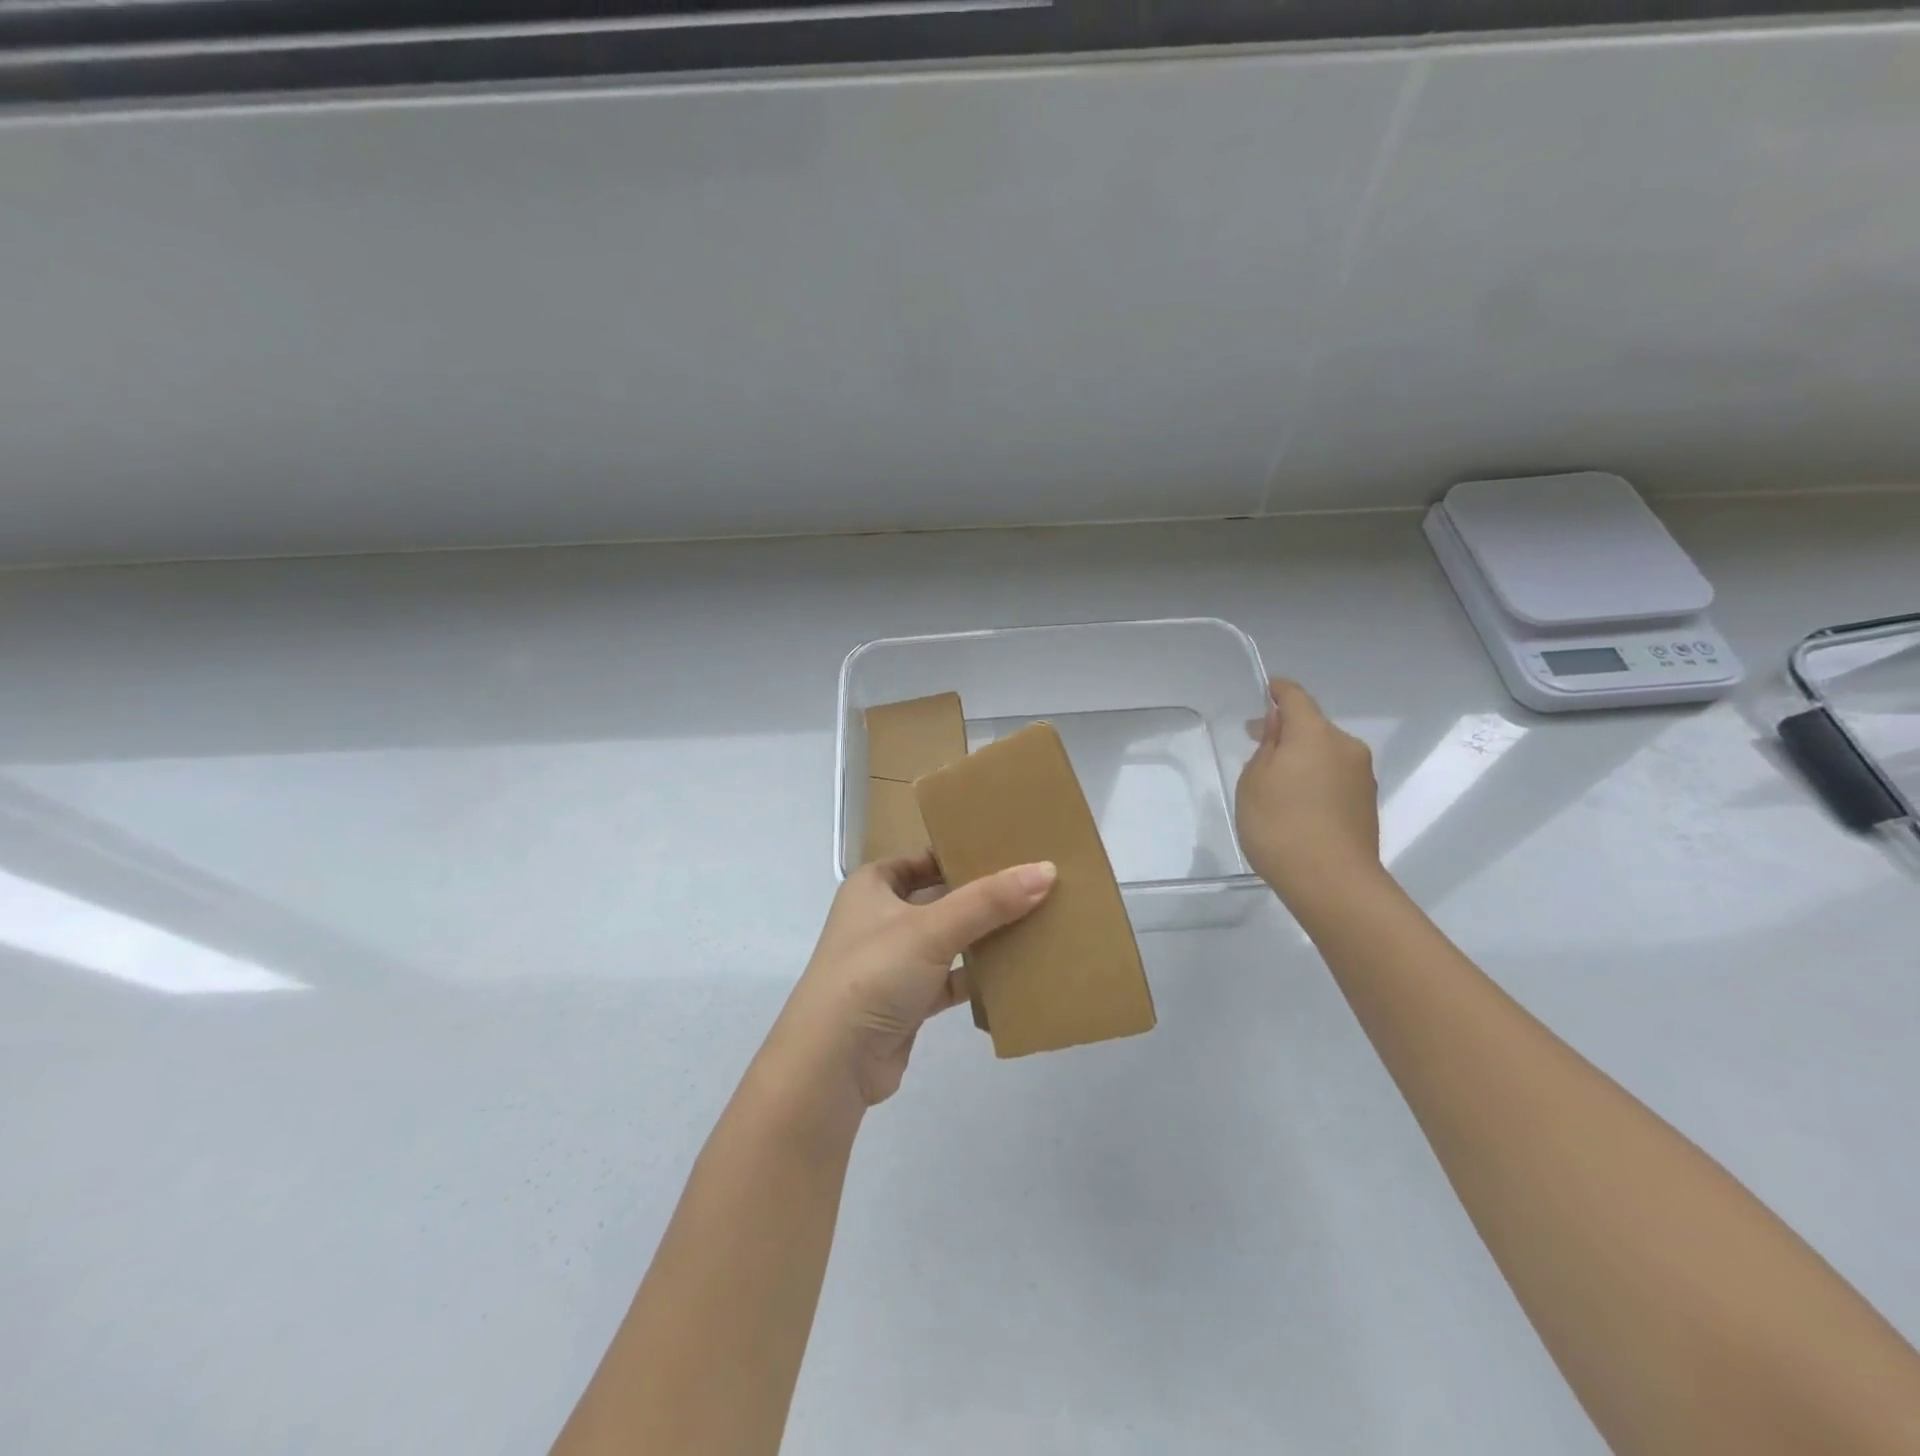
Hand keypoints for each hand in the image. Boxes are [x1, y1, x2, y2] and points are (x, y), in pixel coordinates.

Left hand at [766, 852, 1055, 1113]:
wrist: (833, 1062)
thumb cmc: (873, 973)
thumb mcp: (931, 928)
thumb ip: (989, 901)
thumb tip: (1047, 869)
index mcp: (873, 886)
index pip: (923, 858)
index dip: (961, 852)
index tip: (1009, 848)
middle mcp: (881, 918)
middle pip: (940, 897)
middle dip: (981, 895)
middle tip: (1035, 882)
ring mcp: (894, 961)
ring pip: (948, 939)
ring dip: (984, 936)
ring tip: (1037, 920)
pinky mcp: (908, 1001)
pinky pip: (951, 979)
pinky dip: (978, 976)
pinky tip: (1017, 970)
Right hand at [1235, 678, 1382, 907]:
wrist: (1332, 882)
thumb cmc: (1280, 825)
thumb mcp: (1254, 781)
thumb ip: (1267, 747)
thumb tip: (1280, 727)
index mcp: (1315, 733)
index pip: (1296, 697)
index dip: (1278, 691)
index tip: (1266, 691)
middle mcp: (1346, 747)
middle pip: (1313, 726)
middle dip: (1287, 730)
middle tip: (1257, 743)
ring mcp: (1362, 776)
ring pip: (1326, 752)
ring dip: (1303, 757)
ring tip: (1275, 781)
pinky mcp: (1366, 803)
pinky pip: (1335, 776)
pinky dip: (1315, 778)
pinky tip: (1297, 803)